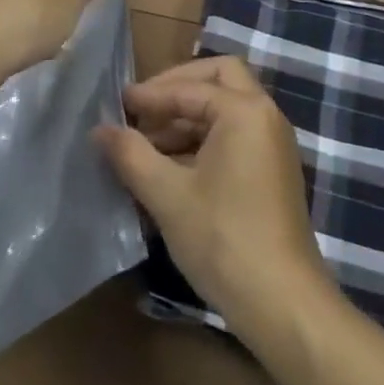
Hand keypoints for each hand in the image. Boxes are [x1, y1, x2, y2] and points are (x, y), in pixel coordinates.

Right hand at [94, 57, 331, 323]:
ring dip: (187, 118)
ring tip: (147, 145)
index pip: (189, 88)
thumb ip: (131, 155)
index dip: (150, 95)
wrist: (283, 305)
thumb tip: (100, 130)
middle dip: (178, 88)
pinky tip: (171, 169)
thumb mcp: (168, 196)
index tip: (117, 103)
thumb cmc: (224, 240)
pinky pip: (234, 135)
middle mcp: (265, 115)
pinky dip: (203, 140)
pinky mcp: (272, 171)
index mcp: (244, 110)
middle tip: (143, 107)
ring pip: (226, 108)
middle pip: (218, 78)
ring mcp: (272, 143)